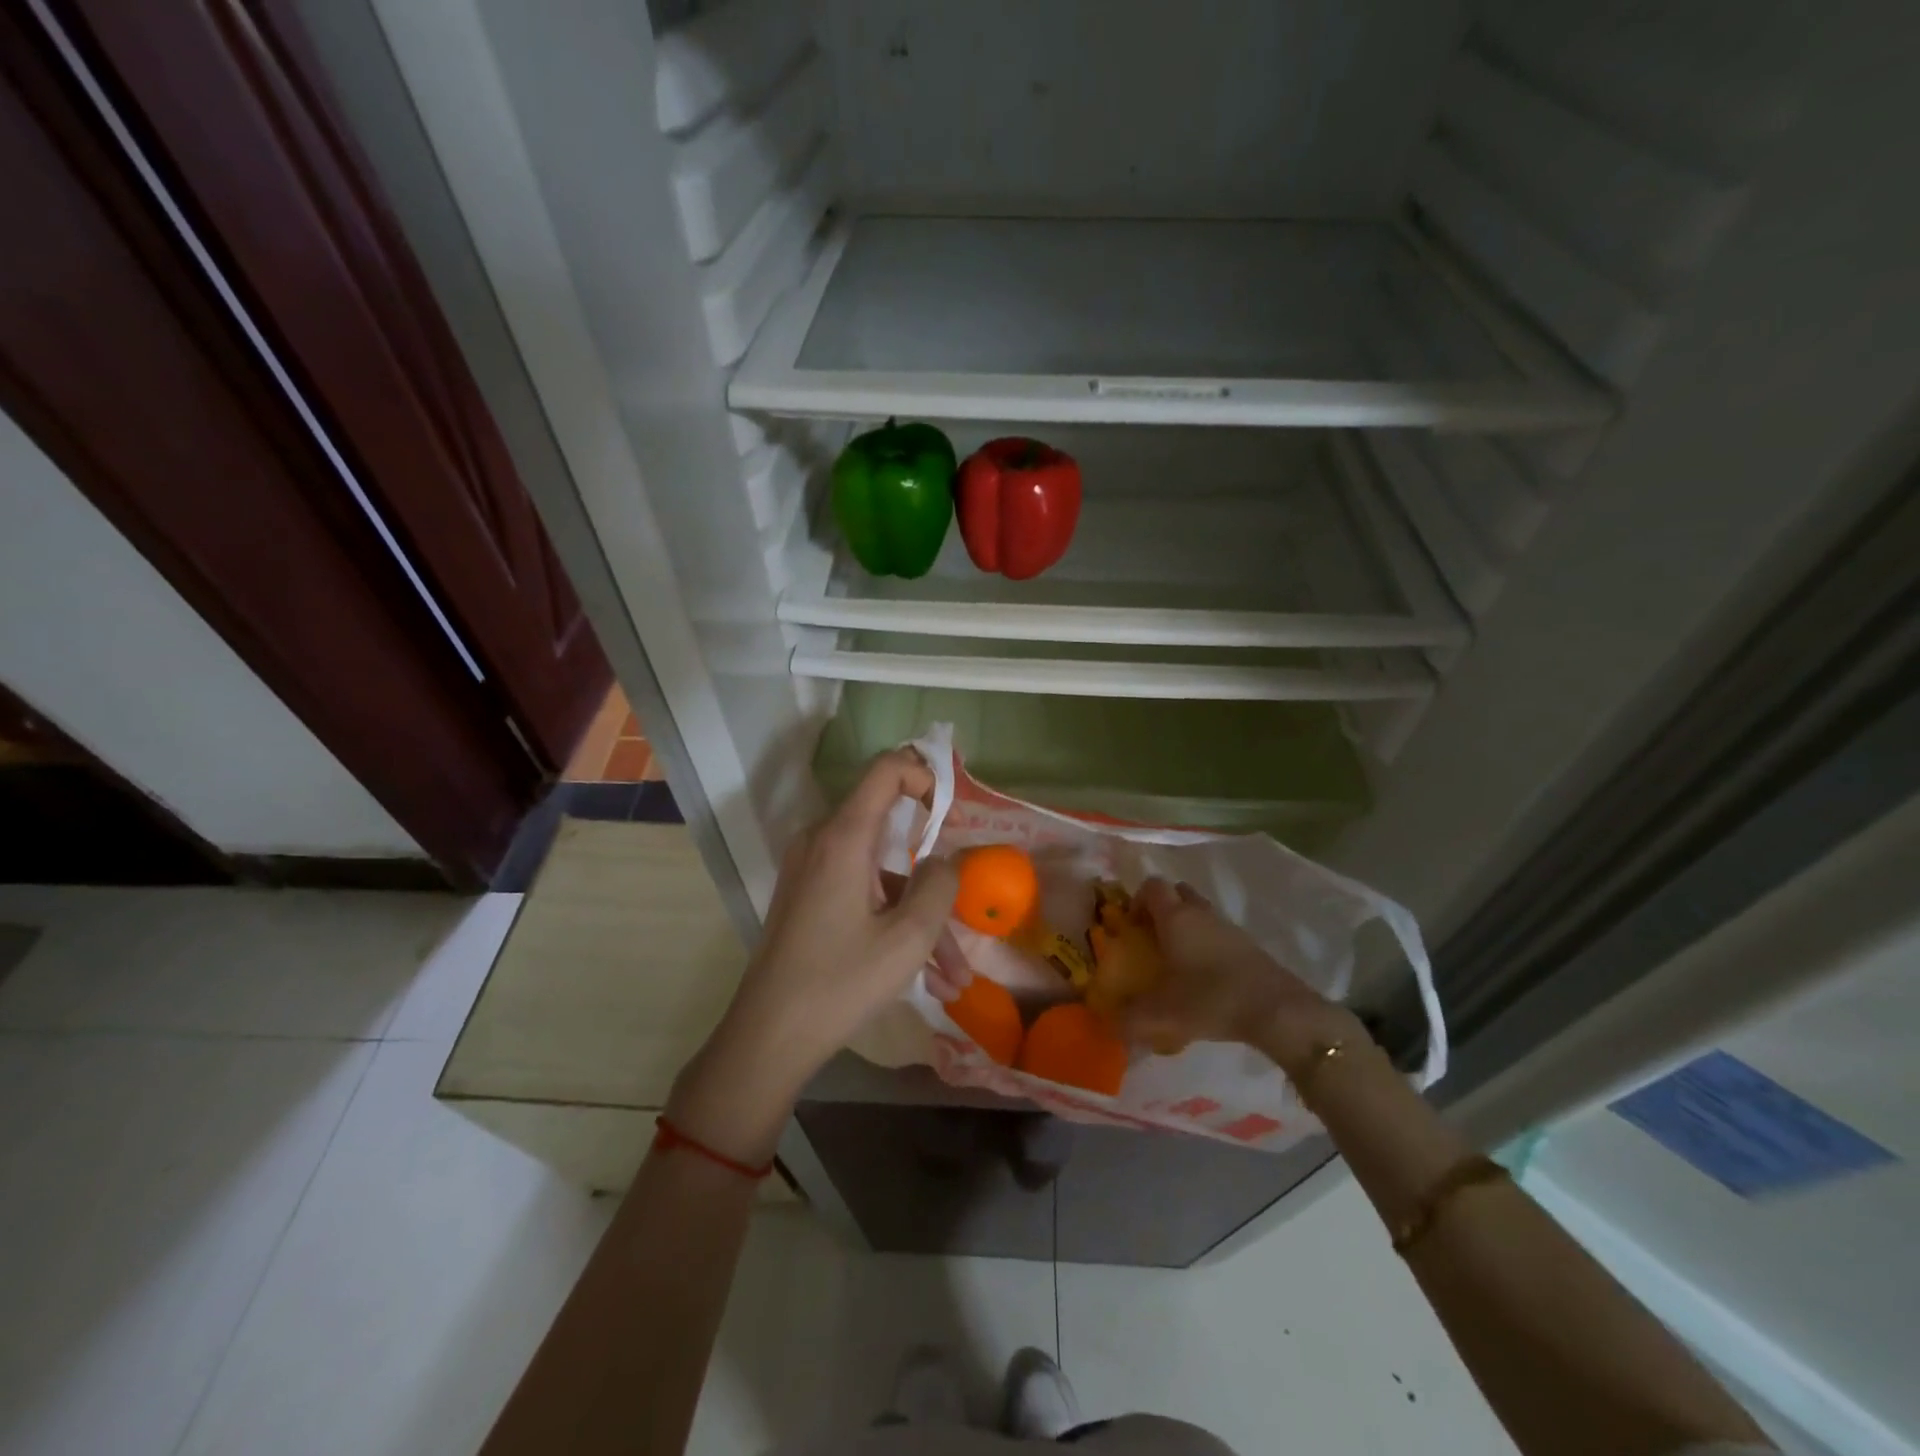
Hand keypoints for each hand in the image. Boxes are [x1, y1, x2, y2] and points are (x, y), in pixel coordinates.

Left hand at [668, 749, 957, 1161]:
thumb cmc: (840, 983)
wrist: (767, 1038)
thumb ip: (939, 886)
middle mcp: (822, 842)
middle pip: (892, 835)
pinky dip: (894, 924)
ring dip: (921, 917)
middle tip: (964, 914)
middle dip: (935, 878)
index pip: (886, 770)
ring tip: (953, 976)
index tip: (953, 815)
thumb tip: (944, 861)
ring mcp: (811, 871)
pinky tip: (927, 978)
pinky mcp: (808, 898)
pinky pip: (862, 895)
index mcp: (843, 837)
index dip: (925, 777)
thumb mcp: (907, 938)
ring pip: (883, 876)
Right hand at [1119, 878, 1359, 1076]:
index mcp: (1175, 918)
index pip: (1151, 886)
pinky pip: (1218, 932)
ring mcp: (1227, 927)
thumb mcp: (1162, 1015)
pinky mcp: (1248, 945)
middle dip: (1162, 909)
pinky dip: (1207, 944)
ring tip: (1177, 961)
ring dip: (1186, 926)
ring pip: (1200, 912)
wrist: (1276, 1010)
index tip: (1131, 927)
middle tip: (1152, 939)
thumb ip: (1129, 1019)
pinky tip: (1204, 977)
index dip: (1137, 900)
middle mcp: (1200, 913)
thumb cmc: (1210, 999)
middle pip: (1177, 892)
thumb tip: (1108, 1023)